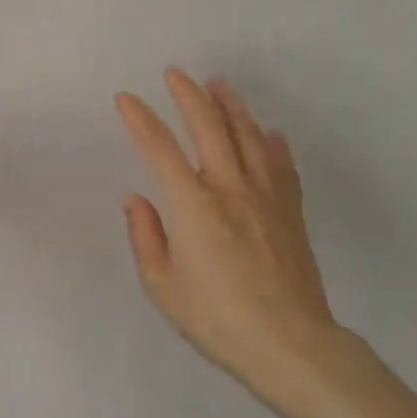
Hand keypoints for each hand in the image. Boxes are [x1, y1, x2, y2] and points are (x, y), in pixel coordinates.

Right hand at [116, 68, 416, 417]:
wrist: (291, 344)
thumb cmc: (217, 319)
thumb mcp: (162, 286)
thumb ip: (146, 236)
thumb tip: (136, 198)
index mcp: (192, 204)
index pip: (159, 147)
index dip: (139, 119)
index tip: (125, 99)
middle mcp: (229, 186)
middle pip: (208, 126)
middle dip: (188, 94)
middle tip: (175, 73)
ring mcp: (266, 195)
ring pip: (248, 135)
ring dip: (230, 105)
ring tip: (219, 84)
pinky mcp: (291, 210)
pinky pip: (281, 164)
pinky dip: (272, 142)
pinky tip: (269, 132)